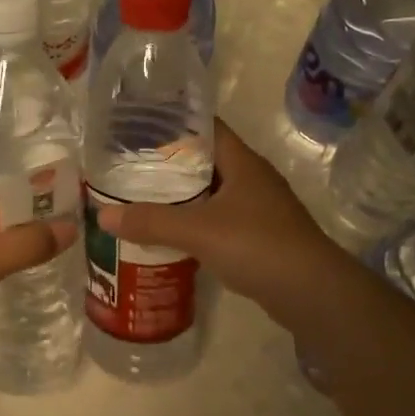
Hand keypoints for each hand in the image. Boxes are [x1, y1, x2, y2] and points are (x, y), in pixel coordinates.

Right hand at [96, 121, 357, 335]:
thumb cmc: (258, 245)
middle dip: (169, 164)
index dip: (174, 123)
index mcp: (242, 162)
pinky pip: (219, 222)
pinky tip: (170, 237)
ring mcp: (259, 209)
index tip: (138, 127)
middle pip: (205, 161)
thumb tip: (102, 215)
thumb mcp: (198, 230)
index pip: (206, 128)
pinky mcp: (260, 237)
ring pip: (212, 194)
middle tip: (129, 168)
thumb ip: (151, 221)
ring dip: (182, 198)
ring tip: (141, 201)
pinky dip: (195, 225)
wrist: (312, 292)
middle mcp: (252, 179)